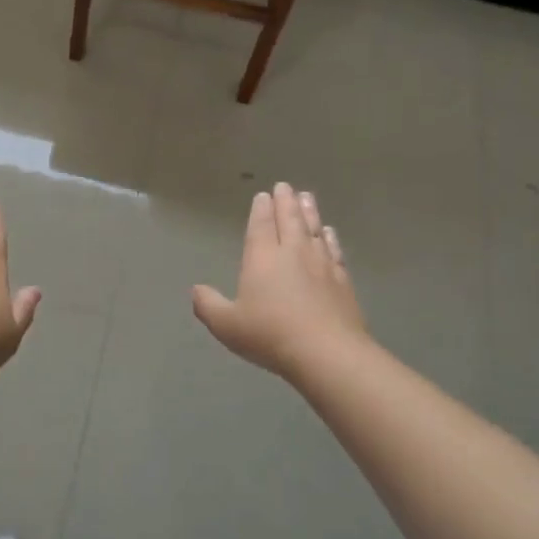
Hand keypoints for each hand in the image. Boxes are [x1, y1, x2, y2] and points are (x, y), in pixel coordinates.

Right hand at [192, 183, 367, 382]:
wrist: (328, 353)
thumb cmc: (270, 335)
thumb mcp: (227, 325)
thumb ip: (208, 305)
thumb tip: (196, 290)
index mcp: (262, 258)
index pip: (260, 226)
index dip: (260, 209)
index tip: (263, 195)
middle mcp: (292, 253)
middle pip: (289, 219)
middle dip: (285, 201)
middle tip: (285, 186)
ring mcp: (321, 264)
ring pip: (313, 229)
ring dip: (309, 211)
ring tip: (306, 197)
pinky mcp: (342, 280)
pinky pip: (334, 250)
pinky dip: (330, 237)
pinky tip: (329, 233)